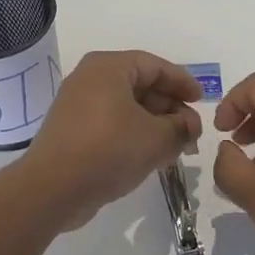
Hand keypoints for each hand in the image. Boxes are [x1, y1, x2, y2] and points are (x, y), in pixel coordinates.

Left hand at [19, 51, 202, 229]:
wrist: (52, 189)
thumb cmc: (108, 150)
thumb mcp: (156, 138)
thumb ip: (181, 127)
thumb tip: (191, 125)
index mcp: (108, 67)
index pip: (154, 66)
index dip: (182, 82)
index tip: (202, 100)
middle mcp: (90, 79)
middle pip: (140, 85)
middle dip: (170, 108)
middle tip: (192, 130)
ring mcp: (78, 105)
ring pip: (127, 107)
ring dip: (155, 124)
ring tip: (177, 146)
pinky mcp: (72, 131)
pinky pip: (111, 123)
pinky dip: (134, 134)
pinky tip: (152, 155)